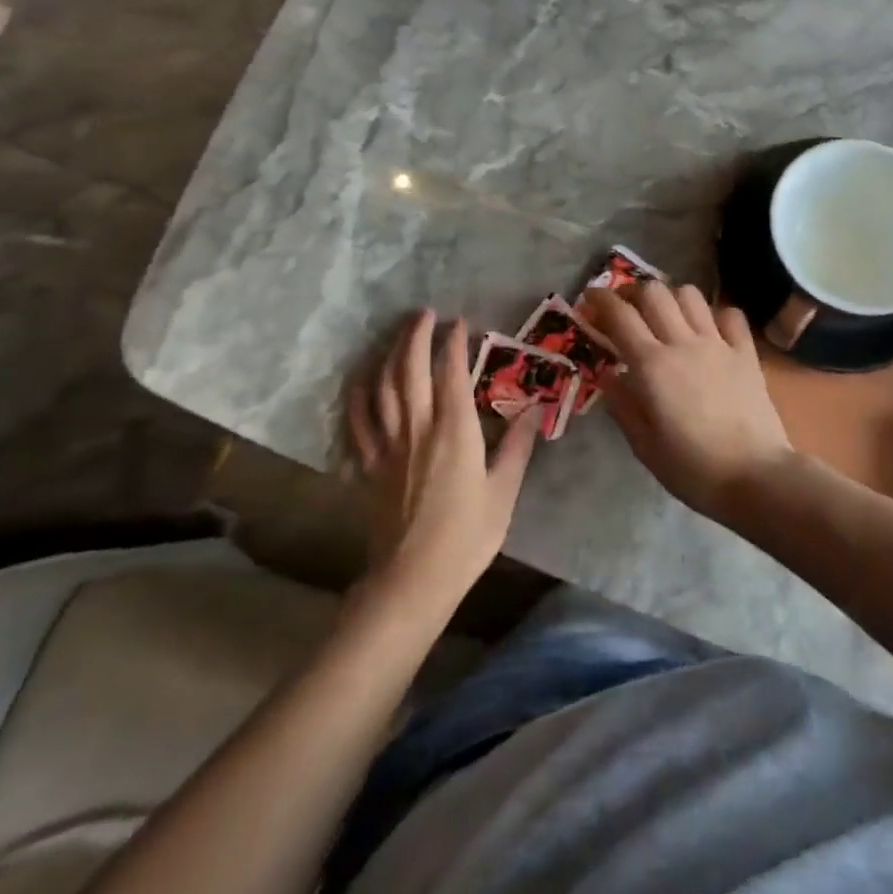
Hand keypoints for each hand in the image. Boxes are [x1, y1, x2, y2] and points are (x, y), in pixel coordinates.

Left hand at [347, 310, 535, 602]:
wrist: (412, 580)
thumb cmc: (466, 536)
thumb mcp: (504, 492)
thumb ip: (517, 446)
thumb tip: (534, 409)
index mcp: (455, 431)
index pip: (452, 373)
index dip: (454, 343)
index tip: (460, 322)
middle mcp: (418, 428)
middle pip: (409, 369)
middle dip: (416, 335)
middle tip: (425, 313)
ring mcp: (388, 445)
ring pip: (381, 386)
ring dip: (388, 354)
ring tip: (398, 334)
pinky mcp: (369, 464)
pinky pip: (358, 419)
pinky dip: (359, 393)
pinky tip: (363, 378)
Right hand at [584, 282, 794, 519]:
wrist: (755, 476)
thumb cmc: (693, 468)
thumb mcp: (644, 446)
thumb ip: (622, 405)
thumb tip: (606, 374)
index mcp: (652, 366)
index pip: (620, 316)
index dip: (601, 299)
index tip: (590, 297)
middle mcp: (683, 343)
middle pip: (654, 293)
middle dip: (634, 292)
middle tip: (627, 308)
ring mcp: (718, 343)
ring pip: (691, 295)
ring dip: (673, 298)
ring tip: (668, 316)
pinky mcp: (746, 352)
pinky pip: (731, 315)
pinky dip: (716, 315)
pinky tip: (711, 331)